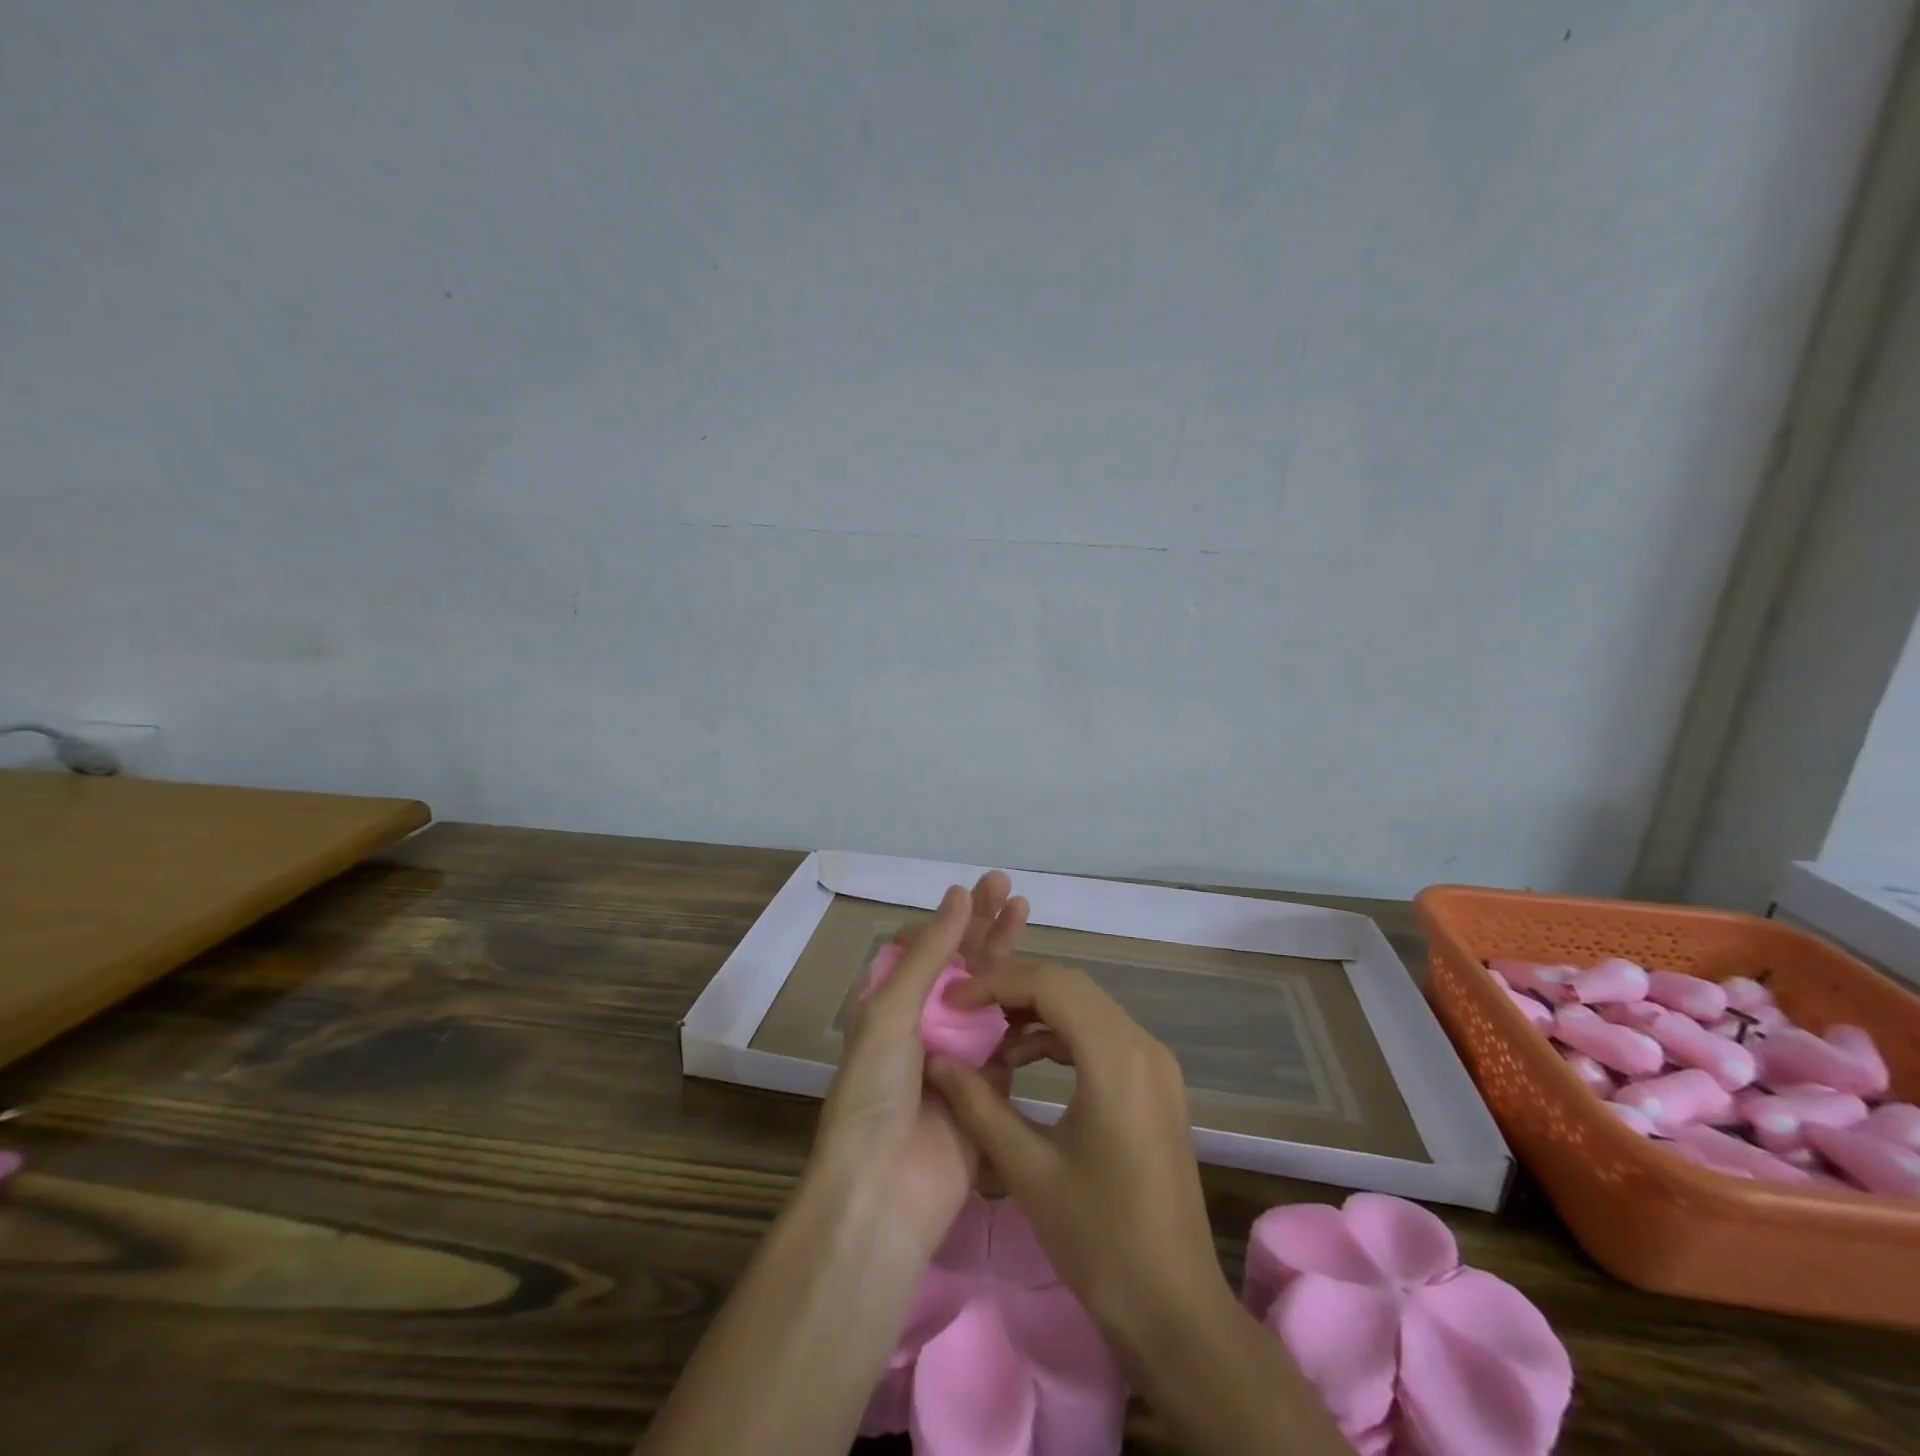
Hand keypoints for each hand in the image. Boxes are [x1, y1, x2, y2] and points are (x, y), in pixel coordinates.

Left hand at [808, 872, 1028, 1255]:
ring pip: (990, 993)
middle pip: (961, 963)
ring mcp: (959, 1052)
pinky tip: (1044, 980)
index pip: (927, 946)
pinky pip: (1009, 1037)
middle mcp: (925, 1022)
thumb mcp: (892, 1011)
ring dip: (1007, 956)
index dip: (954, 916)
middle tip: (1010, 888)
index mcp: (892, 1003)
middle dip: (984, 924)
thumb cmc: (875, 1091)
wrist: (885, 1191)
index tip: (982, 889)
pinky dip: (1025, 1008)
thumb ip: (931, 953)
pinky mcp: (990, 1083)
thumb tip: (958, 894)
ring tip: (1026, 914)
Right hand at [926, 960, 1231, 1362]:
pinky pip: (1102, 1035)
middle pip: (1070, 987)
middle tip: (964, 1010)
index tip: (951, 1003)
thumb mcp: (1027, 1170)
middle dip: (1013, 988)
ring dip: (1037, 1011)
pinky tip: (1025, 1061)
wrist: (1176, 1310)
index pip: (1051, 984)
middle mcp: (1143, 1045)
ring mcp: (1155, 1063)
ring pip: (1087, 1007)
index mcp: (1117, 1058)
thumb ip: (978, 1105)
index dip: (996, 983)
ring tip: (988, 1036)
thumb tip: (936, 1060)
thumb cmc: (1099, 1241)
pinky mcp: (1156, 1083)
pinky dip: (1061, 1035)